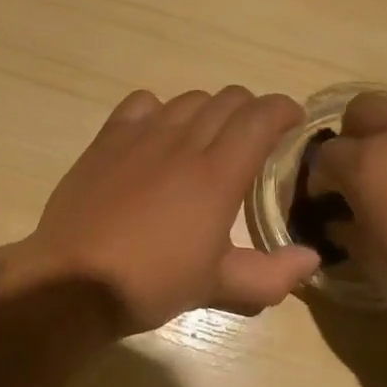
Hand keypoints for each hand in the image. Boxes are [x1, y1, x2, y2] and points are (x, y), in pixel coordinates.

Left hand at [13, 87, 322, 334]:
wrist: (74, 281)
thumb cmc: (152, 283)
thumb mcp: (218, 287)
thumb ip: (272, 275)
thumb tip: (312, 259)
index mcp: (218, 174)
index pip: (261, 116)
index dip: (284, 109)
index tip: (294, 122)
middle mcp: (184, 142)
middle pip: (229, 99)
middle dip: (252, 110)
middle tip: (255, 137)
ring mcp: (142, 135)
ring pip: (190, 98)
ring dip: (210, 110)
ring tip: (208, 137)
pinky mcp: (108, 138)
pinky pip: (143, 102)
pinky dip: (162, 109)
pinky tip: (159, 134)